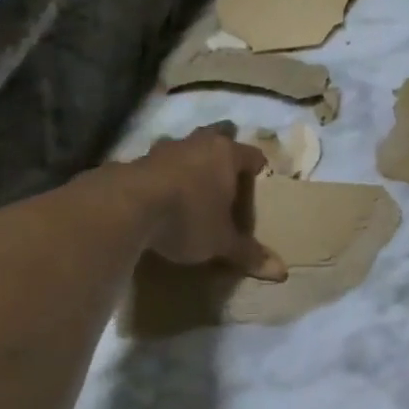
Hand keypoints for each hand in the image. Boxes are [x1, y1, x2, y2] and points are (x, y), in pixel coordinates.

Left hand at [122, 124, 285, 280]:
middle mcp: (197, 144)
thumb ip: (248, 253)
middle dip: (222, 145)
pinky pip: (155, 164)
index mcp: (227, 155)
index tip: (259, 180)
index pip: (252, 155)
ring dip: (188, 158)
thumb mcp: (221, 241)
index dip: (258, 168)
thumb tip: (282, 273)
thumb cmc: (188, 217)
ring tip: (190, 176)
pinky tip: (159, 191)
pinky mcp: (134, 161)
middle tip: (224, 163)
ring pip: (183, 146)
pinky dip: (161, 174)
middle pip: (216, 135)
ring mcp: (163, 150)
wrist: (126, 208)